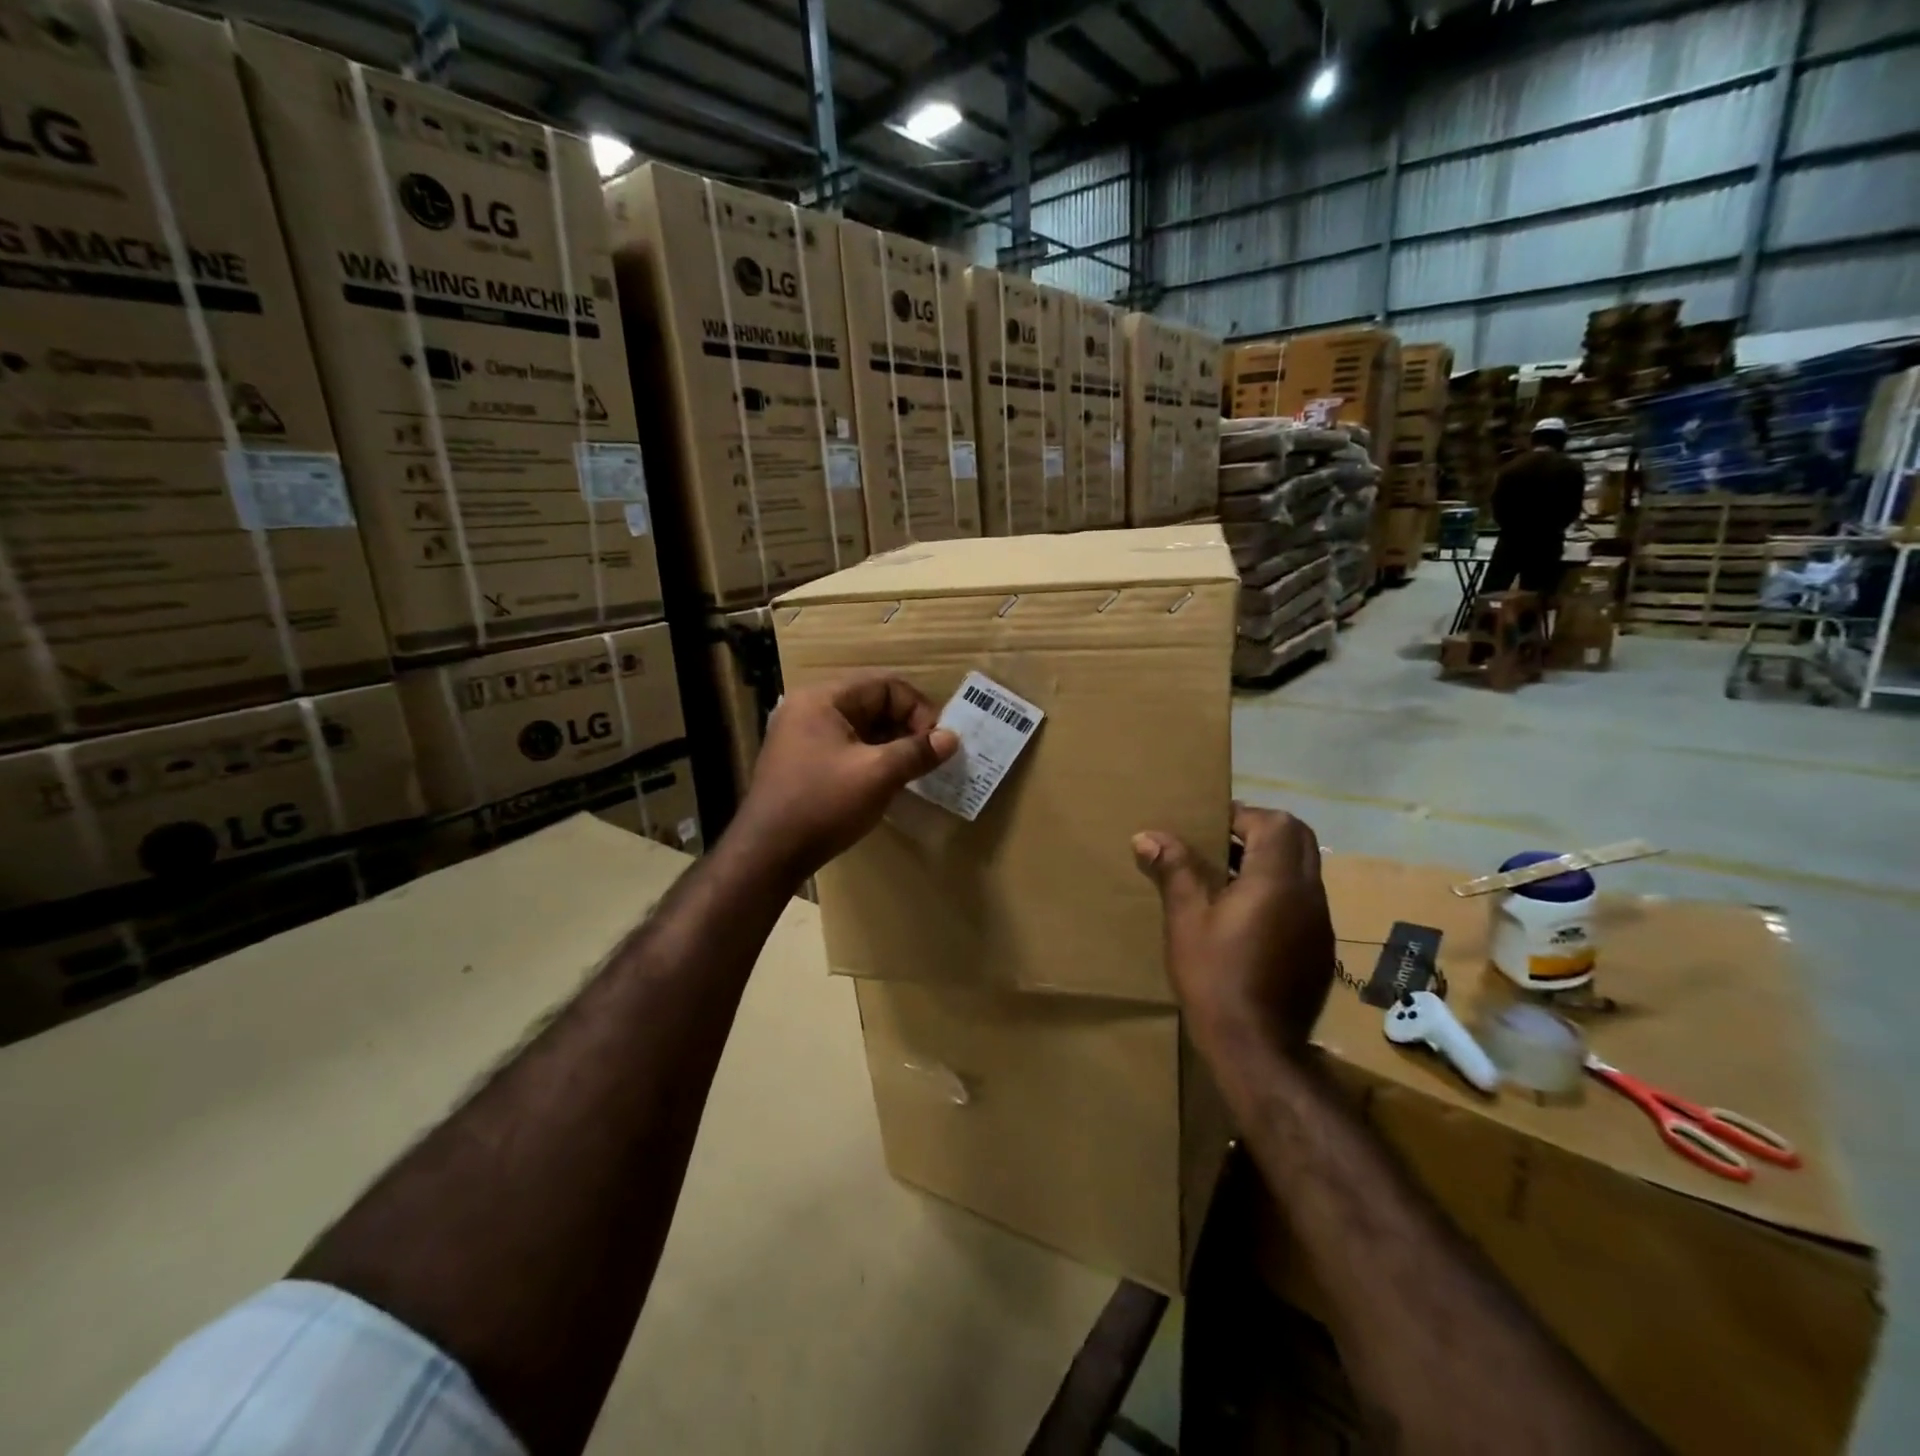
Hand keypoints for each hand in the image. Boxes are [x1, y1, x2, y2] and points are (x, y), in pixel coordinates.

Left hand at [733, 673, 957, 879]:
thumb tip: (951, 738)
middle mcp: (809, 709)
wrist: (767, 854)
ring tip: (914, 771)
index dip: (917, 709)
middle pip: (872, 703)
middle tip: (930, 757)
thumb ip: (917, 752)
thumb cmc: (823, 805)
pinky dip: (871, 758)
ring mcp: (801, 736)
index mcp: (823, 700)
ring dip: (891, 745)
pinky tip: (888, 782)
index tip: (937, 742)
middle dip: (906, 727)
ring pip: (860, 728)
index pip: (884, 686)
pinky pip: (846, 748)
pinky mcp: (801, 762)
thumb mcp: (877, 775)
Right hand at [1133, 805, 1334, 1059]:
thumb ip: (1174, 870)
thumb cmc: (1216, 976)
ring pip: (1304, 870)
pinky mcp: (1320, 948)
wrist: (1257, 1047)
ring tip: (1228, 877)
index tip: (1210, 825)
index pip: (1275, 823)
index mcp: (1277, 881)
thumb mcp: (1186, 919)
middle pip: (1299, 839)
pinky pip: (1304, 900)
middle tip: (1223, 842)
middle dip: (1263, 830)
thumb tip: (1147, 835)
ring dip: (1272, 861)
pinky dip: (1280, 891)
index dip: (1243, 815)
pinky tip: (1246, 918)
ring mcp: (1320, 923)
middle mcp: (1308, 895)